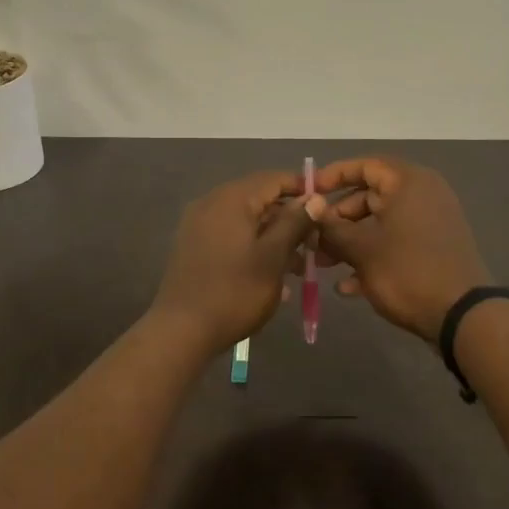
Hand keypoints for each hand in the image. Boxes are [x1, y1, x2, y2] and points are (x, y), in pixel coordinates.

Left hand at [151, 170, 315, 353]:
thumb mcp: (273, 257)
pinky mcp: (193, 246)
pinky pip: (230, 235)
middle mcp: (211, 203)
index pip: (274, 178)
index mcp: (231, 199)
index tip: (326, 208)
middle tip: (315, 243)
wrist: (181, 330)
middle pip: (259, 198)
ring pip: (245, 220)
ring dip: (273, 236)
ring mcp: (198, 225)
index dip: (303, 189)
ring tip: (298, 266)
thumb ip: (295, 222)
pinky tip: (270, 274)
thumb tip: (315, 198)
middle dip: (289, 218)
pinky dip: (252, 246)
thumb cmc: (235, 292)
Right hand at [308, 157, 490, 341]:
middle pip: (370, 197)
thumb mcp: (362, 250)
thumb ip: (332, 228)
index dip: (334, 176)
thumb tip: (311, 210)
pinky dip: (372, 258)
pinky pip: (396, 244)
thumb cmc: (407, 271)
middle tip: (313, 239)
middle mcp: (423, 196)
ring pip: (380, 224)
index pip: (366, 165)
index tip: (309, 192)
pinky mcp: (433, 250)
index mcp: (409, 183)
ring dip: (350, 243)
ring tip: (324, 265)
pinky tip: (348, 287)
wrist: (461, 316)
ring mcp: (431, 224)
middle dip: (338, 220)